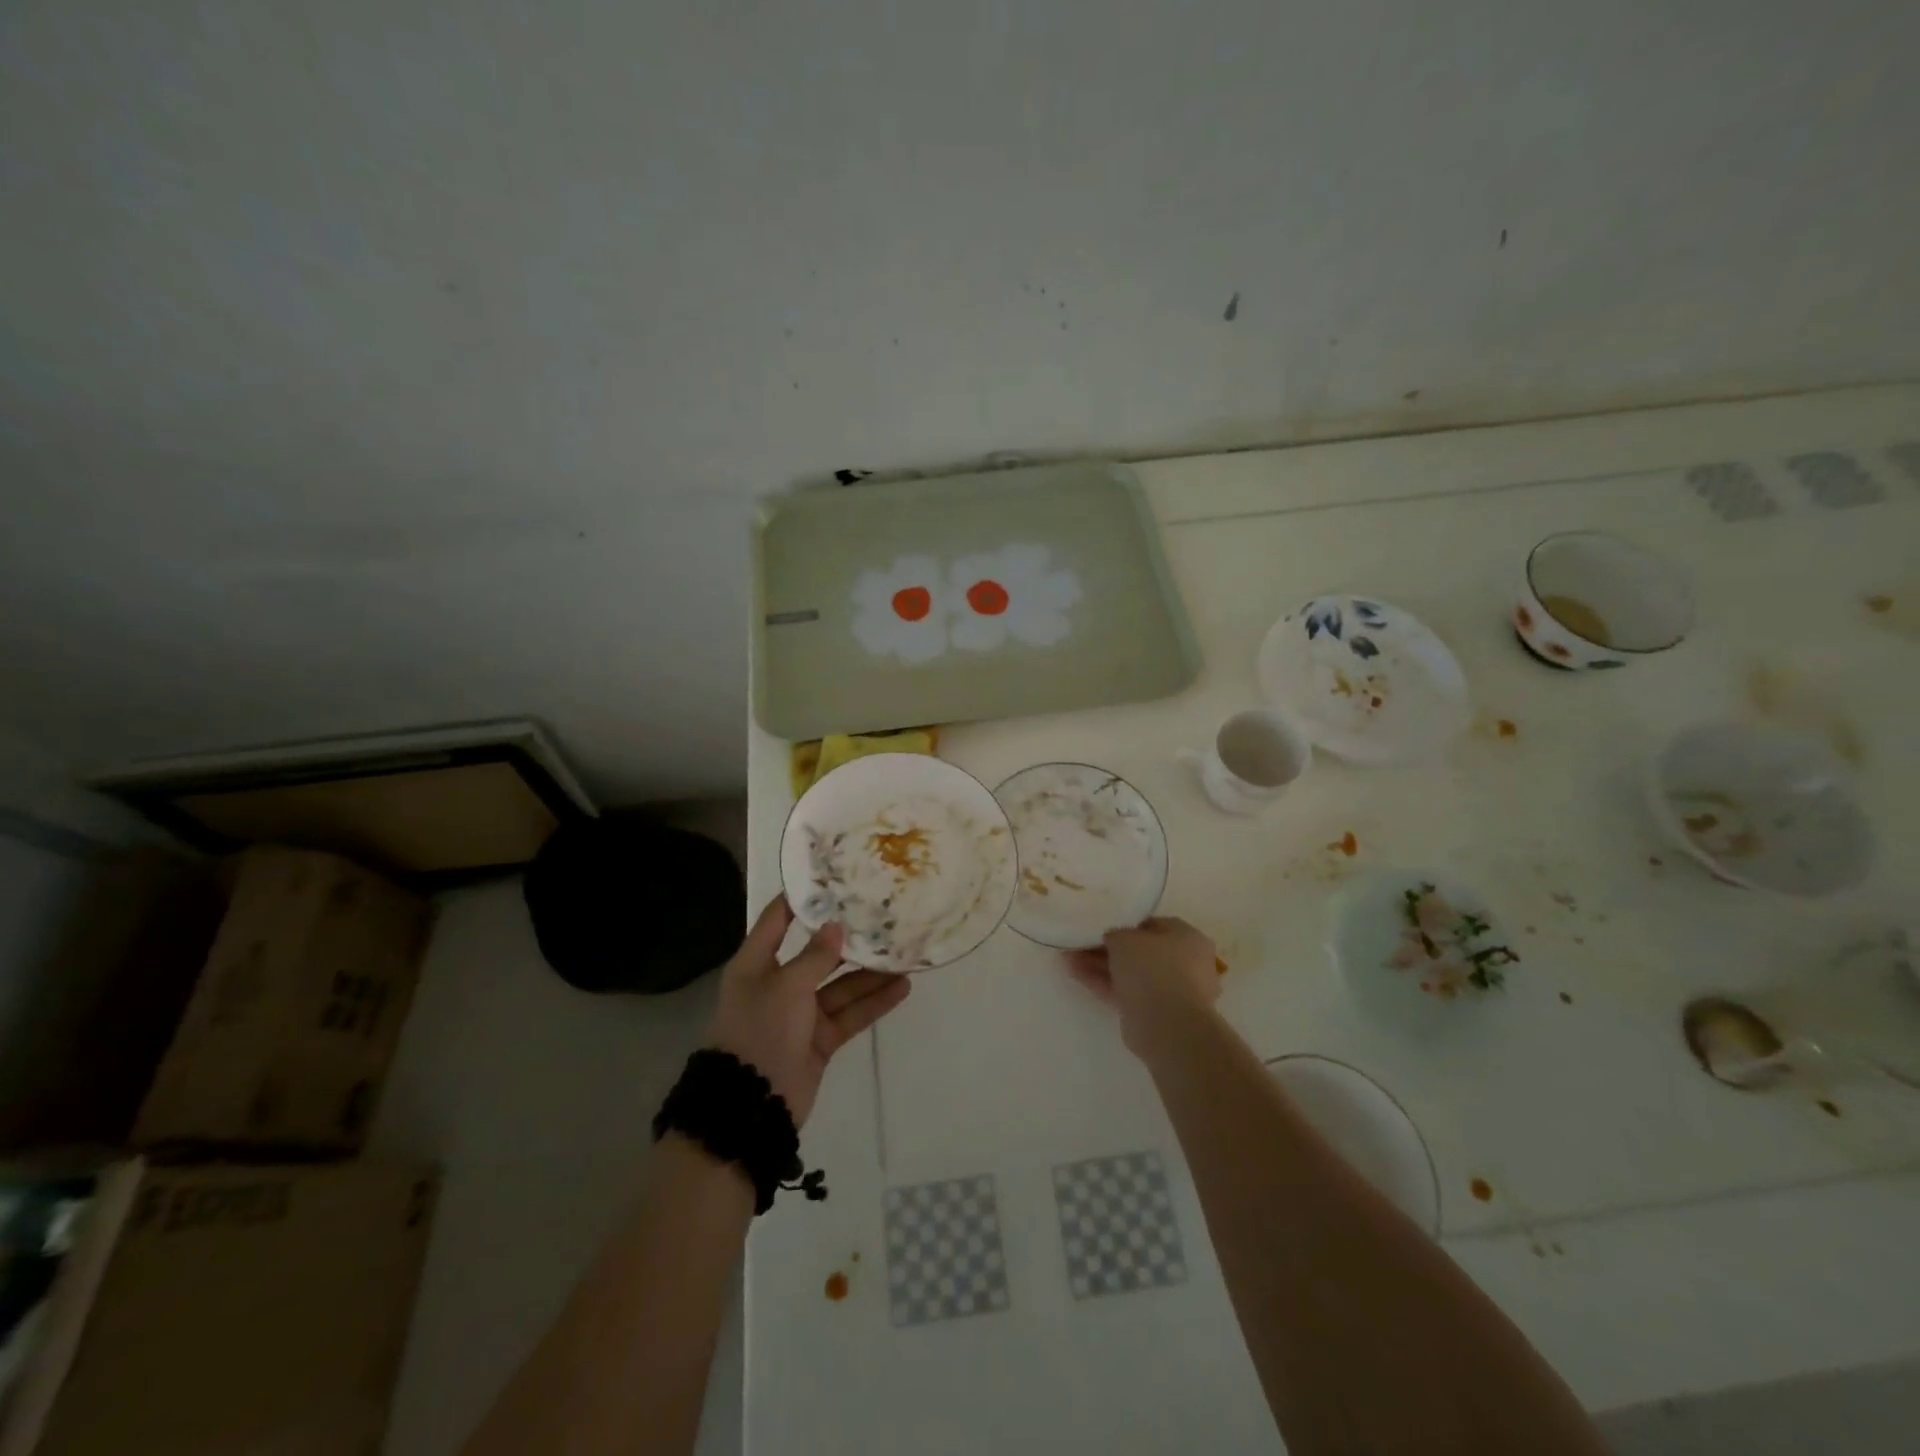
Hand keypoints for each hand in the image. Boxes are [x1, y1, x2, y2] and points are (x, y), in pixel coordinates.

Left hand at [705, 896, 911, 1125]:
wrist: (751, 1104)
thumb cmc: (761, 1029)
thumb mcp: (786, 985)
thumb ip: (815, 956)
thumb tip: (836, 926)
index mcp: (757, 965)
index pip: (777, 920)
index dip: (800, 899)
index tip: (830, 878)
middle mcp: (779, 984)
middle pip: (818, 954)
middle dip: (849, 939)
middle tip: (883, 916)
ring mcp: (801, 1014)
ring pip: (841, 986)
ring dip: (870, 973)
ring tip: (904, 953)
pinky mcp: (820, 1040)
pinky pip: (851, 1014)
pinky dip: (874, 1003)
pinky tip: (902, 987)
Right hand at [1067, 916, 1221, 1055]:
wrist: (1166, 1024)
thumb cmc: (1152, 968)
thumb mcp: (1125, 938)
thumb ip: (1115, 934)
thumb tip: (1110, 939)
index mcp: (1189, 938)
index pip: (1153, 925)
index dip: (1124, 924)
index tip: (1100, 927)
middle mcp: (1185, 963)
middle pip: (1140, 952)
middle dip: (1107, 948)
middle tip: (1079, 944)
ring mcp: (1170, 991)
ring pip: (1130, 973)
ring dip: (1100, 966)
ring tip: (1069, 958)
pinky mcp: (1154, 1014)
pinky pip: (1126, 992)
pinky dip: (1103, 984)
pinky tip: (1075, 974)